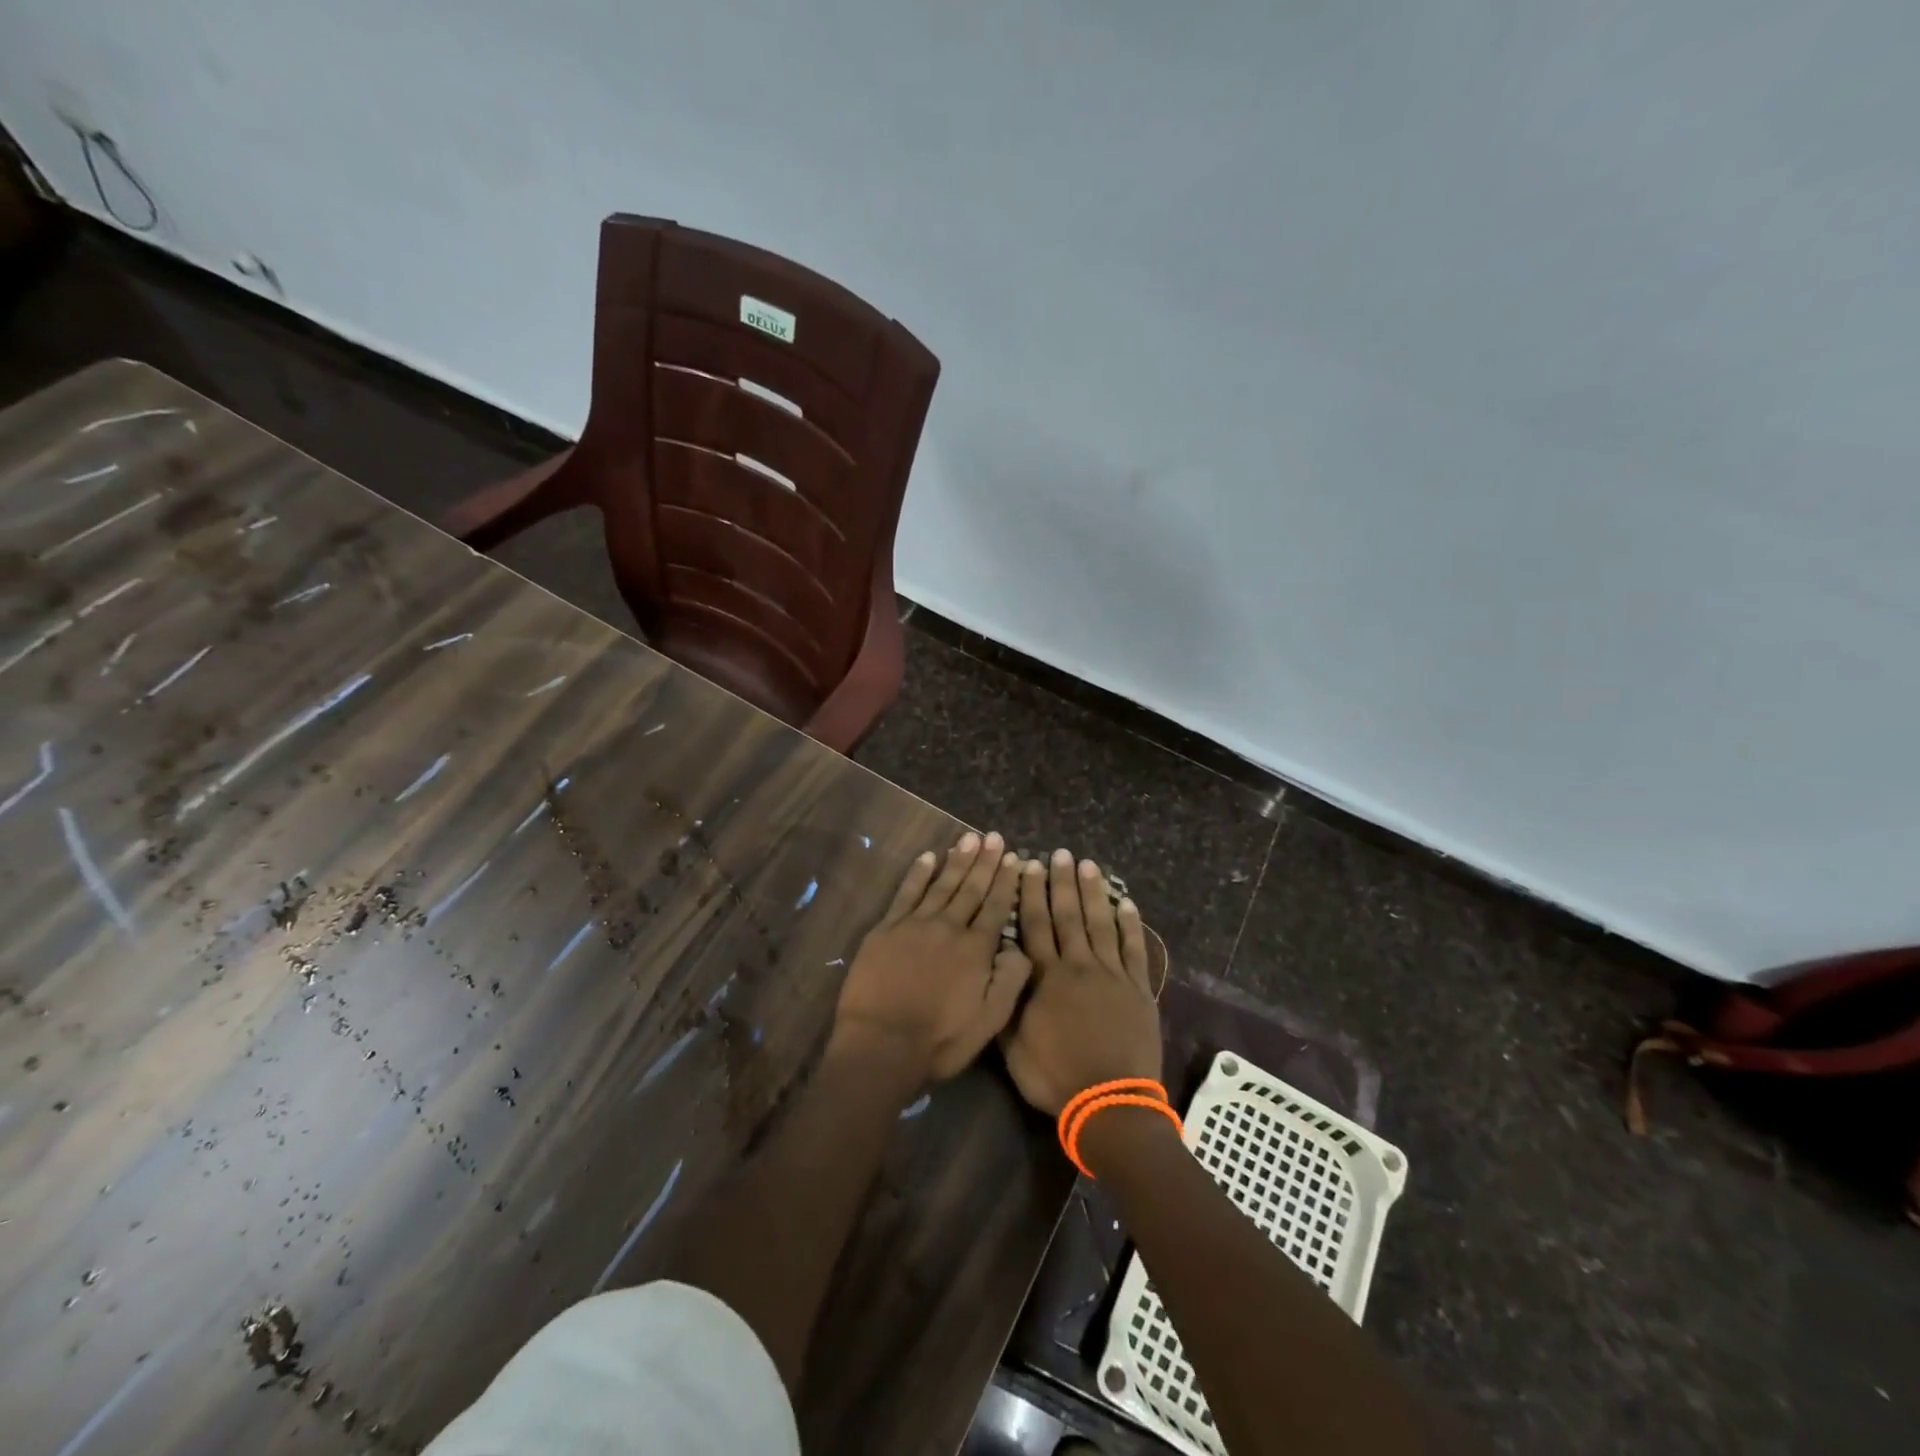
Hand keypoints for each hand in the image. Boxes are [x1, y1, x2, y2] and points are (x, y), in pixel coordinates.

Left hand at [832, 831, 1032, 1086]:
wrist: (881, 1045)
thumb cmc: (939, 1040)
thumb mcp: (989, 1022)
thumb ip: (1010, 981)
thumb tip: (1020, 946)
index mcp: (976, 949)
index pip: (996, 907)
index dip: (1006, 882)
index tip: (1014, 858)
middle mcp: (949, 927)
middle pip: (971, 889)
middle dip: (985, 862)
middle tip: (994, 837)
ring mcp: (915, 924)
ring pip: (942, 885)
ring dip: (957, 861)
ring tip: (969, 839)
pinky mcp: (887, 928)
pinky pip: (906, 893)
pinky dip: (919, 873)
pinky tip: (928, 857)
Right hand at [1000, 848, 1162, 1115]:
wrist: (1110, 1103)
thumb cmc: (1056, 1076)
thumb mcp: (1014, 1046)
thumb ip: (1006, 1003)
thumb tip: (999, 966)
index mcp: (1046, 977)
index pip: (1035, 925)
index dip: (1030, 893)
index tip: (1028, 865)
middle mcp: (1078, 966)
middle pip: (1068, 916)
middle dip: (1062, 882)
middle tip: (1061, 853)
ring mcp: (1112, 975)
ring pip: (1100, 924)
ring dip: (1094, 893)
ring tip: (1089, 865)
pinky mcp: (1138, 989)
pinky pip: (1134, 949)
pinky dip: (1131, 925)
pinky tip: (1127, 903)